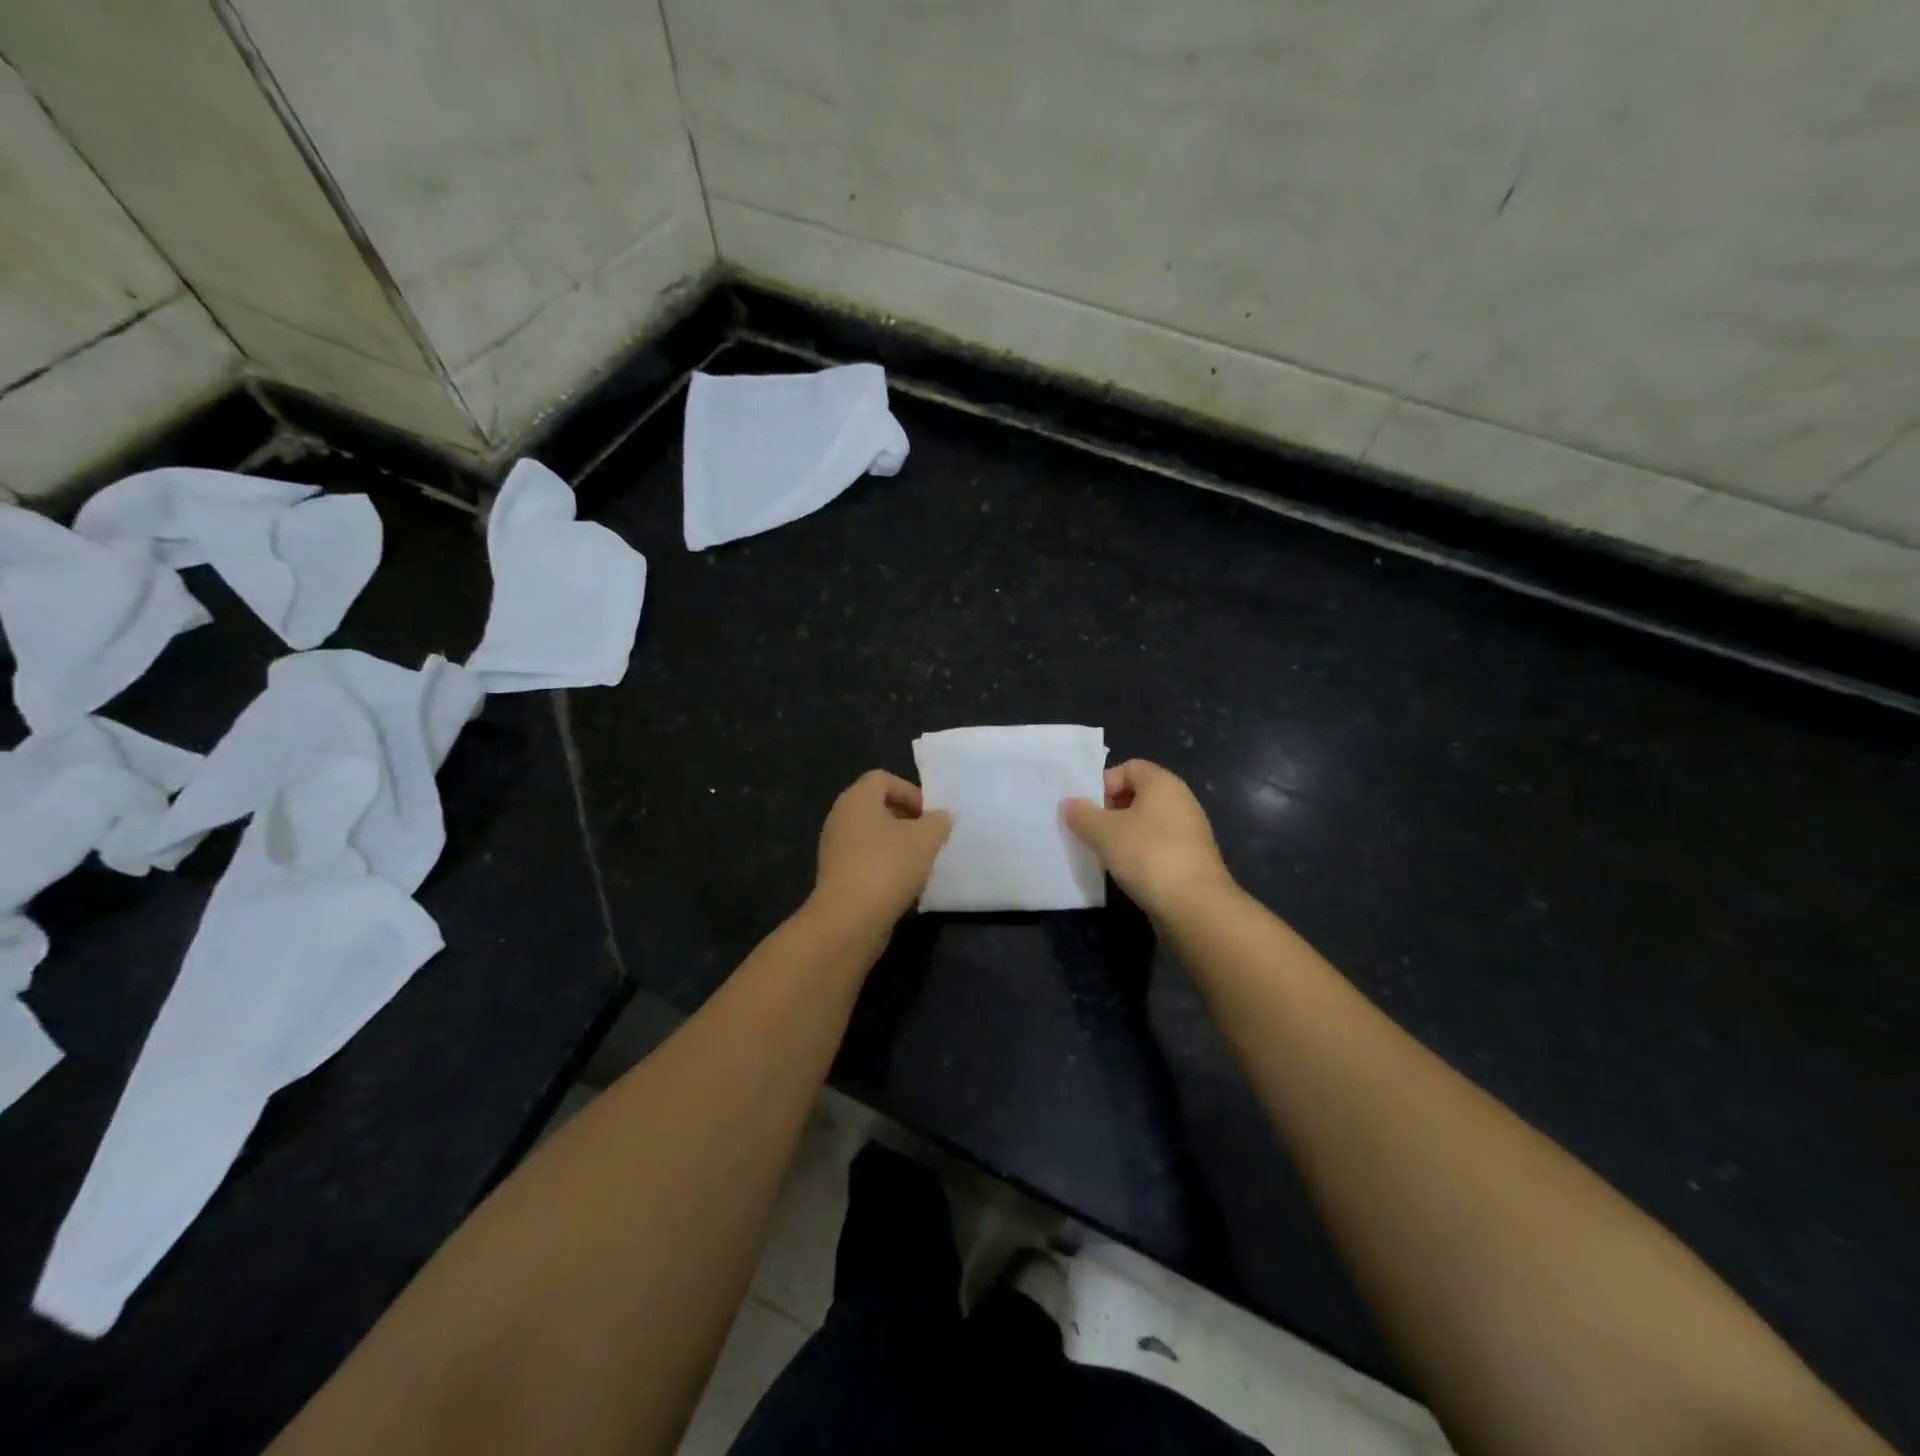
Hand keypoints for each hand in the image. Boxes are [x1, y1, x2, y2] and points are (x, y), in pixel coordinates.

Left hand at [810, 770, 953, 934]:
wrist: (849, 919)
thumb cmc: (888, 866)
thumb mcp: (926, 839)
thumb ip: (938, 821)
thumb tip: (940, 817)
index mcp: (857, 799)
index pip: (882, 778)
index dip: (910, 791)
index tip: (929, 815)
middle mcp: (840, 818)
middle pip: (876, 806)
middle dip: (906, 819)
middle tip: (928, 837)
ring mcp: (835, 849)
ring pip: (871, 835)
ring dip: (897, 845)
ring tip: (919, 862)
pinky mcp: (836, 876)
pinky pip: (865, 860)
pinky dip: (884, 866)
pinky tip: (902, 884)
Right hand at [1062, 759, 1233, 917]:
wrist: (1195, 904)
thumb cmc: (1147, 854)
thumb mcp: (1103, 832)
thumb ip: (1082, 814)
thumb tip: (1068, 803)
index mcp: (1162, 782)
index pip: (1128, 767)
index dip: (1104, 784)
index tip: (1089, 810)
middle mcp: (1181, 799)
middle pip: (1138, 794)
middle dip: (1111, 810)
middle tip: (1093, 832)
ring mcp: (1190, 829)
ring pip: (1148, 822)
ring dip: (1125, 834)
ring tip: (1107, 854)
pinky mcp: (1192, 857)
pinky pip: (1159, 844)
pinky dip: (1142, 852)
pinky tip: (1129, 871)